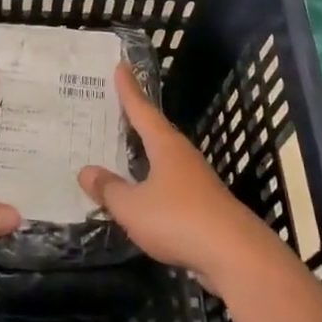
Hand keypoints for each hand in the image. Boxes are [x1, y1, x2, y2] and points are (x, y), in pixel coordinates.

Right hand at [78, 63, 280, 288]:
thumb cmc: (179, 220)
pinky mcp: (204, 206)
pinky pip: (171, 184)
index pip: (142, 110)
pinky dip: (153, 182)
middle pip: (156, 131)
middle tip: (115, 108)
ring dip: (145, 154)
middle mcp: (183, 156)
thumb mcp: (132, 206)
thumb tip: (86, 170)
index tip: (122, 66)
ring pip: (165, 159)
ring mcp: (197, 181)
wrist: (235, 255)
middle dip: (137, 120)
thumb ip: (109, 189)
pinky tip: (144, 193)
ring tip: (124, 150)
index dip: (129, 90)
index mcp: (166, 146)